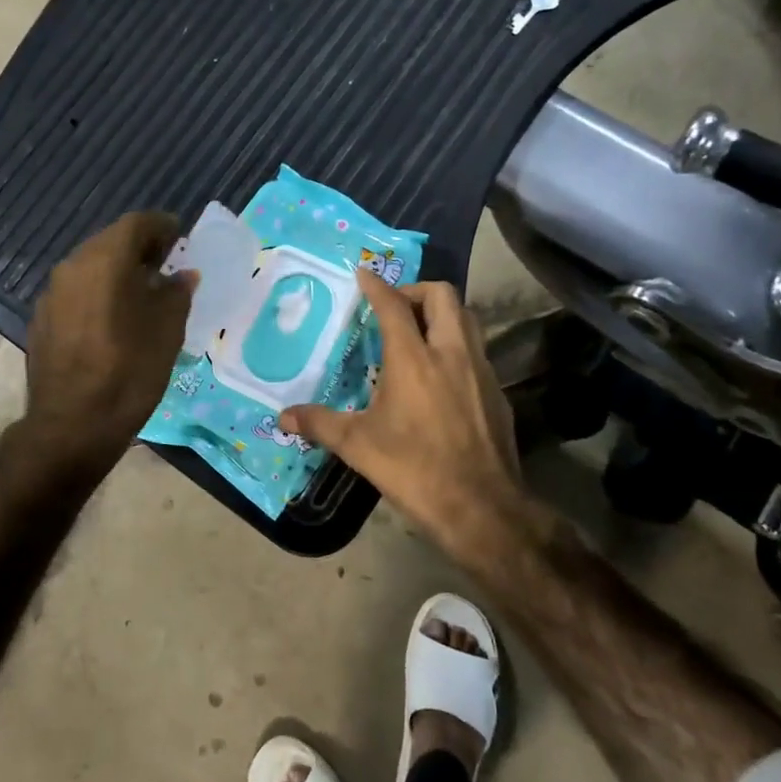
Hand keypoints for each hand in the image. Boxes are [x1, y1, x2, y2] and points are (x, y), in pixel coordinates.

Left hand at [22, 211, 195, 473]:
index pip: (136, 224)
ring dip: (117, 270)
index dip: (161, 226)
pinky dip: (99, 292)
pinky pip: (77, 291)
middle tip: (166, 263)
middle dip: (139, 247)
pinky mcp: (42, 319)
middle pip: (110, 241)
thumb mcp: (167, 332)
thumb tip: (183, 275)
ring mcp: (52, 293)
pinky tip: (114, 317)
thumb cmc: (129, 372)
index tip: (180, 237)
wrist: (71, 425)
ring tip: (143, 291)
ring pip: (90, 266)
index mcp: (105, 261)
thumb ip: (176, 293)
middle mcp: (73, 266)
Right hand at [281, 272, 520, 554]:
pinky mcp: (497, 392)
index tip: (363, 274)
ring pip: (466, 318)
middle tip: (394, 307)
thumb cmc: (414, 470)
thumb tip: (283, 417)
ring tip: (418, 333)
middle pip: (441, 295)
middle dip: (416, 291)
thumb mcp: (359, 447)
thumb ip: (320, 424)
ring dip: (442, 314)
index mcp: (414, 359)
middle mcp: (451, 352)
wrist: (482, 507)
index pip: (394, 306)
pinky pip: (477, 350)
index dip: (377, 286)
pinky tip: (441, 375)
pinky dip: (457, 345)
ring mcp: (480, 370)